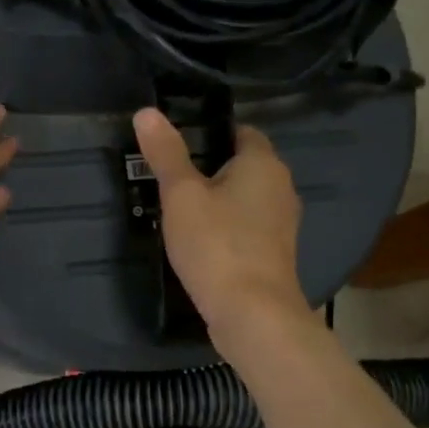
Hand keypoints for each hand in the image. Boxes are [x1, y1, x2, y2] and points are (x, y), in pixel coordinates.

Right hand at [132, 107, 311, 345]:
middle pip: (242, 165)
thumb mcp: (181, 194)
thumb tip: (147, 112)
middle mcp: (281, 188)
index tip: (176, 143)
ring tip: (178, 208)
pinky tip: (199, 240)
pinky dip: (225, 227)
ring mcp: (281, 224)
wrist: (252, 315)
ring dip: (217, 200)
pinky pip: (246, 227)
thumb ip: (165, 153)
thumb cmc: (216, 244)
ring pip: (245, 198)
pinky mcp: (274, 254)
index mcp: (264, 164)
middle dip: (209, 167)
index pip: (241, 131)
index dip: (210, 132)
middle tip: (168, 176)